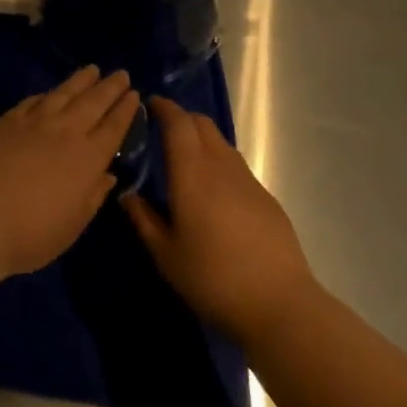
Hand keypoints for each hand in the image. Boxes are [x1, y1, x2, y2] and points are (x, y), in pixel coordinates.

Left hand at [0, 66, 140, 276]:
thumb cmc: (31, 234)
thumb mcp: (73, 225)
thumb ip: (93, 196)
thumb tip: (108, 175)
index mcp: (88, 158)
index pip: (114, 127)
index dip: (125, 110)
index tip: (134, 95)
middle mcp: (66, 132)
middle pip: (93, 102)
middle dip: (110, 87)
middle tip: (121, 73)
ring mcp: (34, 122)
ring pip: (64, 93)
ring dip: (80, 80)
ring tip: (91, 69)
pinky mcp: (7, 121)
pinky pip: (33, 100)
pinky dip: (46, 94)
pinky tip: (50, 92)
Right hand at [122, 96, 317, 343]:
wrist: (279, 302)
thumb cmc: (213, 278)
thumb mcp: (166, 255)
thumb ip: (144, 219)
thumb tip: (127, 195)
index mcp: (192, 173)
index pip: (178, 123)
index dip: (164, 108)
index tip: (149, 104)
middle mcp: (221, 166)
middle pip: (202, 124)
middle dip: (181, 118)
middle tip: (162, 130)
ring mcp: (248, 180)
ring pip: (221, 143)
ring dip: (201, 140)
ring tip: (184, 160)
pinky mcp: (265, 197)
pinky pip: (235, 166)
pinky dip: (218, 162)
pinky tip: (212, 191)